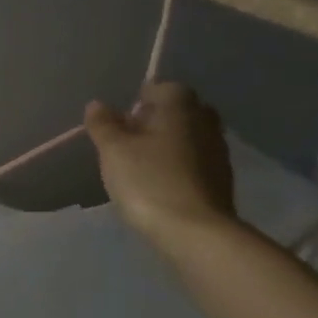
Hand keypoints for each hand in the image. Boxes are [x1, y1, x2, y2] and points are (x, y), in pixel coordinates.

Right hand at [87, 81, 237, 249]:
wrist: (194, 231)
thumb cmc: (149, 181)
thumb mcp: (113, 151)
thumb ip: (103, 125)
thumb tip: (97, 105)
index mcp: (180, 107)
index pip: (162, 87)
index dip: (140, 99)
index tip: (122, 119)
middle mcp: (205, 122)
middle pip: (179, 110)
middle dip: (155, 119)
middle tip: (129, 139)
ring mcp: (218, 151)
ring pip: (189, 135)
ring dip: (167, 143)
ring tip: (140, 164)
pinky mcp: (221, 178)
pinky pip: (195, 159)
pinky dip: (178, 164)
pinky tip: (160, 183)